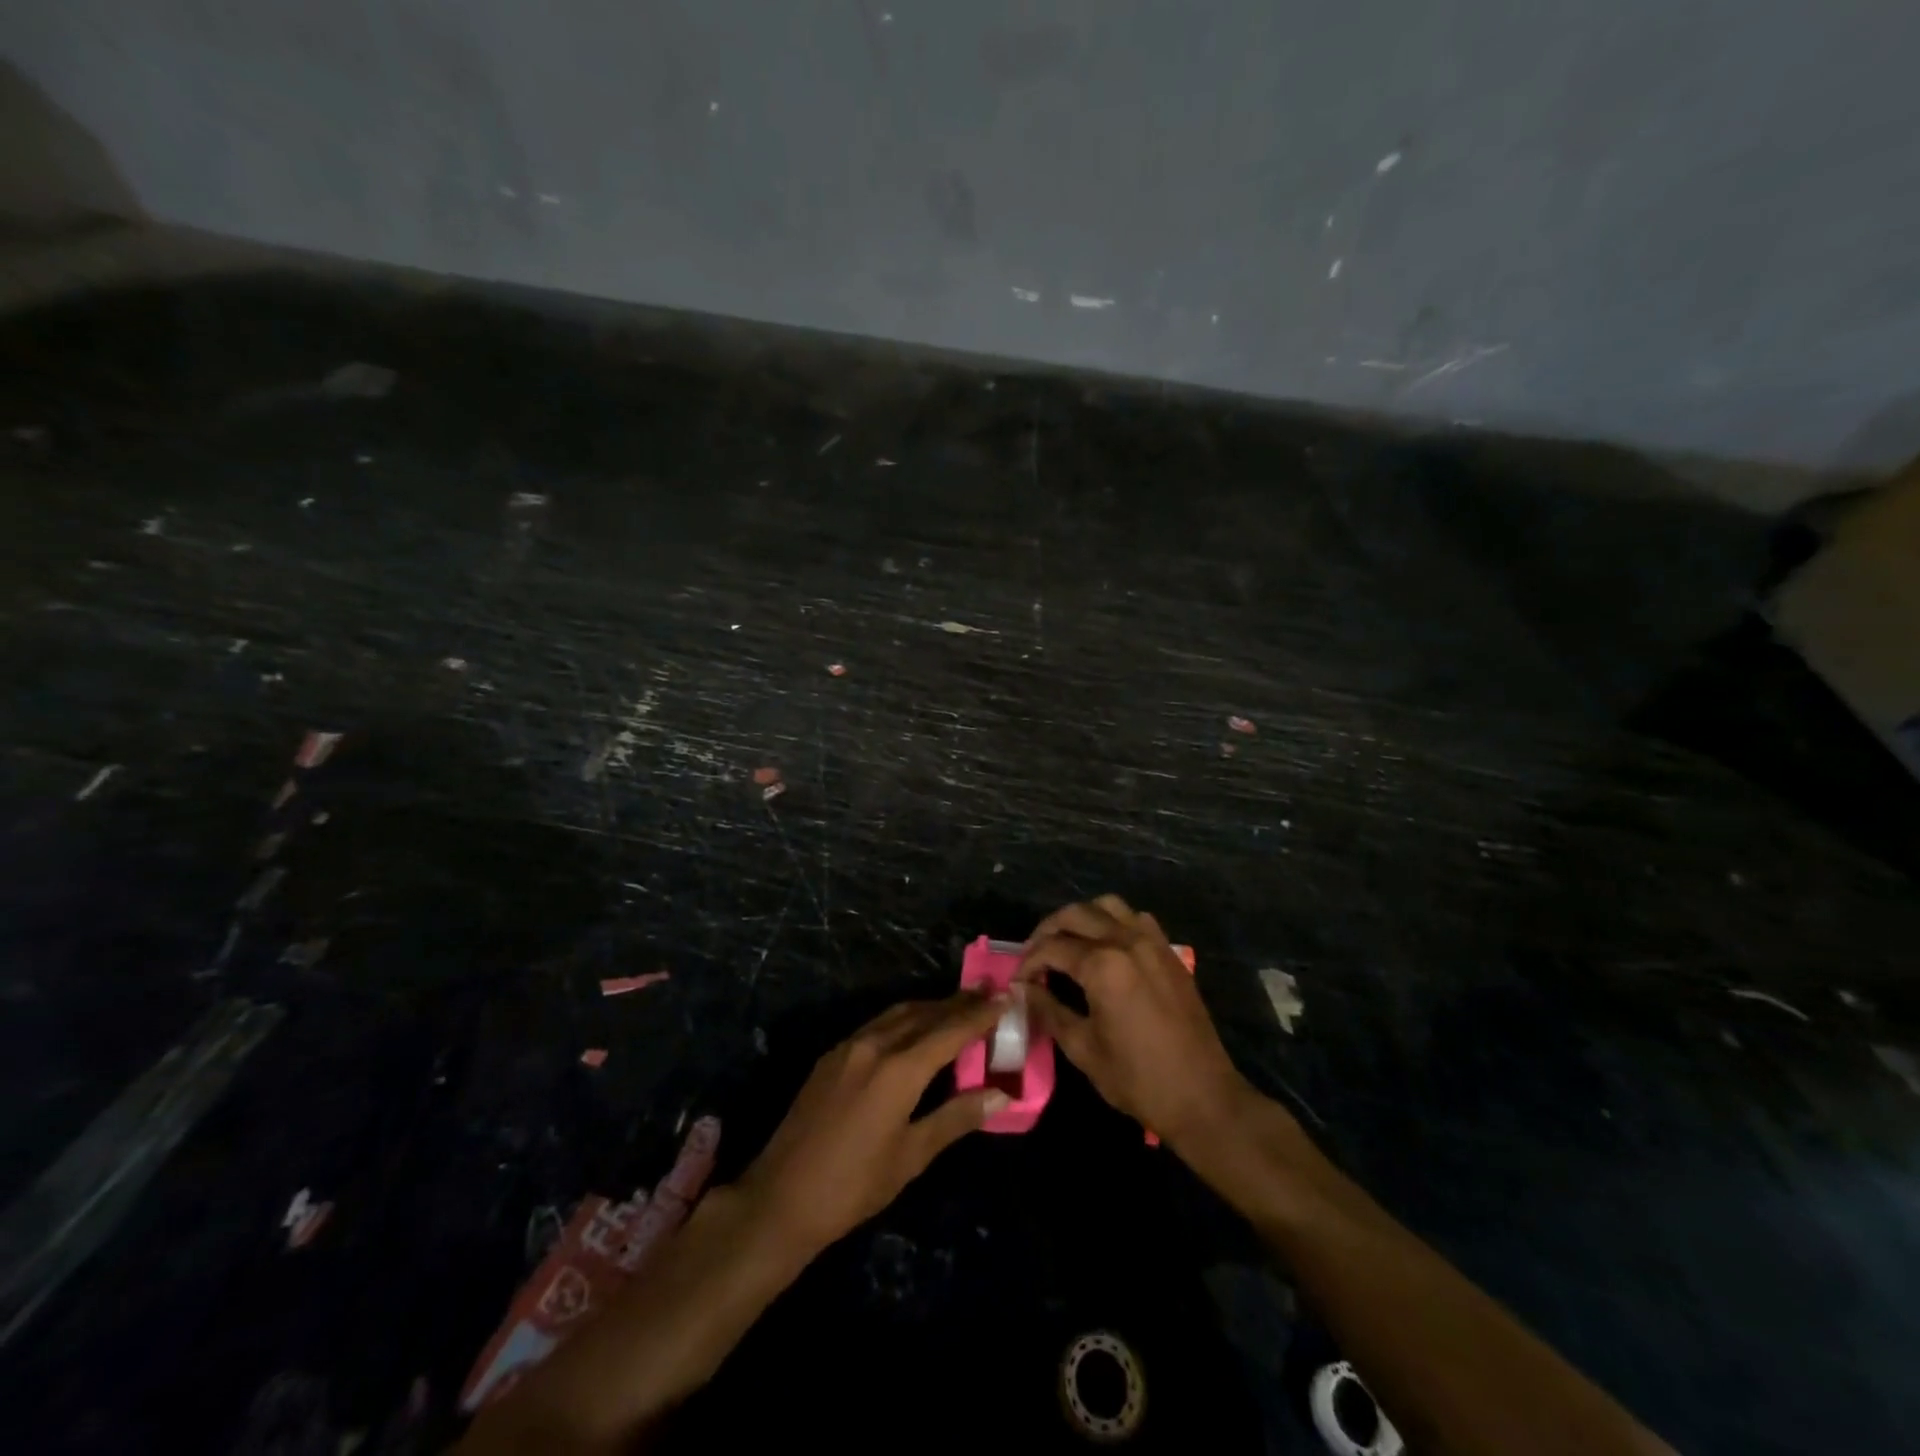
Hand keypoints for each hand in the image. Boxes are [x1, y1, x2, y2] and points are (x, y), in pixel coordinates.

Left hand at [738, 993, 1009, 1256]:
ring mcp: (848, 1047)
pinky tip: (914, 1030)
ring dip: (930, 1007)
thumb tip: (1001, 1095)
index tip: (1005, 997)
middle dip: (958, 1002)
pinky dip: (904, 1019)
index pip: (950, 1031)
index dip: (979, 1014)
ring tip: (958, 1005)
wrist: (781, 1198)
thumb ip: (956, 1117)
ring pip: (899, 1014)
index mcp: (899, 1069)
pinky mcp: (831, 1056)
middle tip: (988, 992)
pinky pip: (877, 1025)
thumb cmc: (854, 1185)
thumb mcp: (912, 1156)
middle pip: (925, 1013)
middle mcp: (874, 1045)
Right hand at [1022, 895, 1252, 1146]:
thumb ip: (1049, 1010)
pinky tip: (1105, 947)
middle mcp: (1127, 941)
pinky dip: (1114, 922)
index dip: (1028, 962)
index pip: (1052, 948)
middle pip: (1076, 914)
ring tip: (1067, 943)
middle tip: (1034, 956)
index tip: (1017, 981)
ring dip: (1081, 917)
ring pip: (1108, 906)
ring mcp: (1153, 943)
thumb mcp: (1083, 1049)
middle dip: (1048, 930)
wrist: (1203, 1097)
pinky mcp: (1170, 953)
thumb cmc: (1138, 1079)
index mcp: (1103, 965)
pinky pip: (1136, 919)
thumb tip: (1024, 990)